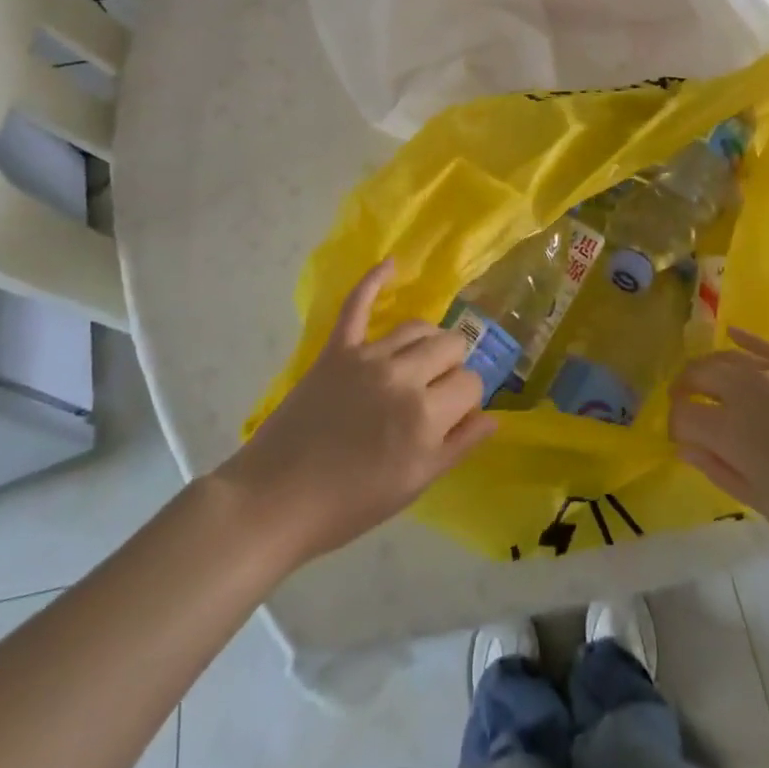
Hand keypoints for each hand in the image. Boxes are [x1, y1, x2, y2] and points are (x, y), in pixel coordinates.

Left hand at [217, 262, 494, 565]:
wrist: (276, 500)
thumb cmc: (349, 504)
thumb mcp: (414, 486)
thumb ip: (457, 447)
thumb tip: (493, 416)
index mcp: (426, 417)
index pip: (470, 383)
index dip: (467, 399)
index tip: (453, 415)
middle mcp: (403, 377)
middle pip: (451, 346)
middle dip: (453, 366)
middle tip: (436, 391)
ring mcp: (368, 357)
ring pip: (418, 326)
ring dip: (428, 340)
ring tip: (422, 359)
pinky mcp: (337, 349)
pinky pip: (358, 304)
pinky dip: (375, 279)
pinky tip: (392, 263)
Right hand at [670, 327, 768, 550]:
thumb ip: (723, 473)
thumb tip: (686, 448)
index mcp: (733, 430)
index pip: (682, 415)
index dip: (675, 428)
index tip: (683, 444)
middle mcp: (744, 388)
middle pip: (697, 375)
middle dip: (684, 390)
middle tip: (687, 408)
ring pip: (724, 356)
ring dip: (708, 369)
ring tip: (708, 384)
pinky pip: (759, 343)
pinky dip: (740, 339)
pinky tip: (731, 335)